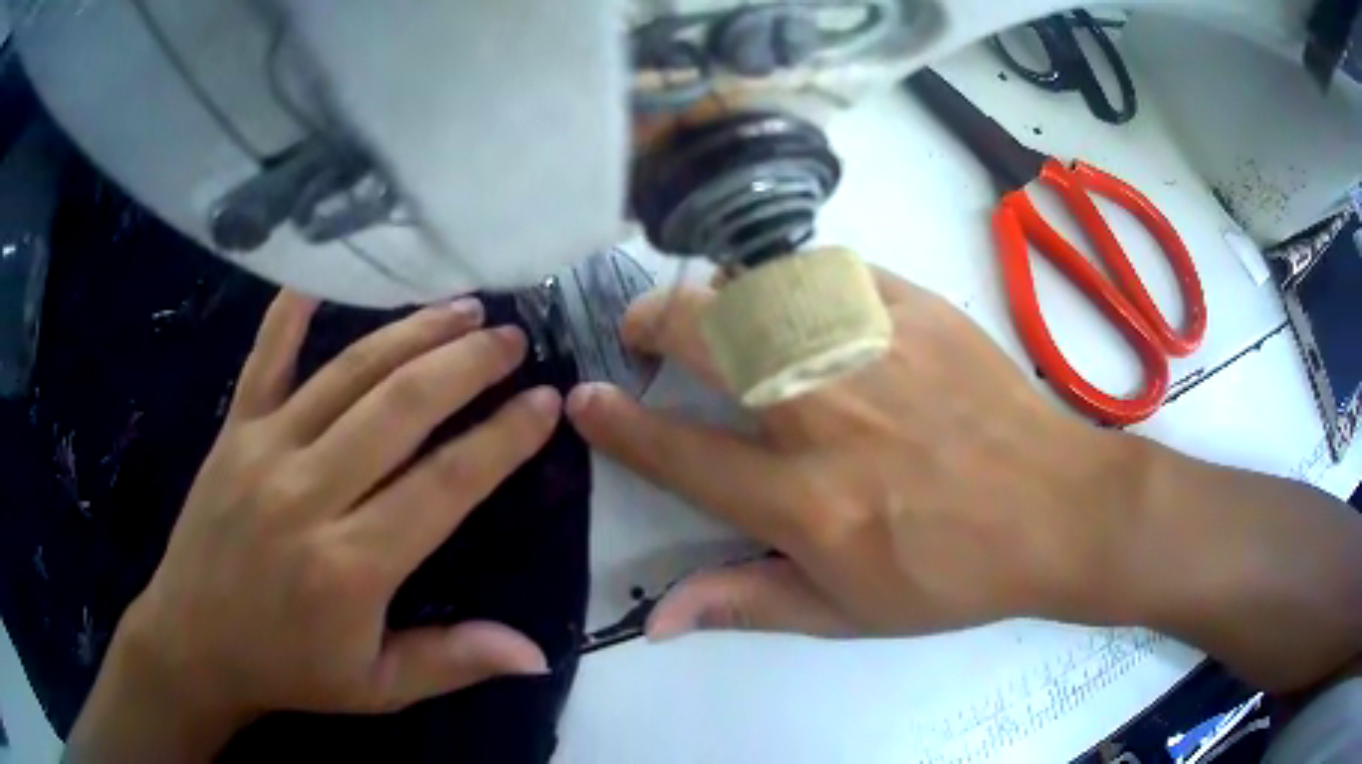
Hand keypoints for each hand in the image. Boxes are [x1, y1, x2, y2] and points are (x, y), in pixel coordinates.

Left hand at [70, 293, 564, 759]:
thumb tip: (538, 653)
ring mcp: (264, 450)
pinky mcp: (232, 431)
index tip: (545, 400)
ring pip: (348, 373)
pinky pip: (265, 356)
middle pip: (399, 408)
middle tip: (511, 336)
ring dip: (411, 332)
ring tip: (461, 306)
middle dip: (466, 364)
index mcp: (351, 565)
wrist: (191, 642)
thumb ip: (453, 660)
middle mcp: (309, 494)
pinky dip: (293, 309)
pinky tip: (325, 275)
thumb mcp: (377, 687)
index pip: (444, 484)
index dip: (502, 439)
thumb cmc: (287, 670)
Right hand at [568, 270, 1142, 638]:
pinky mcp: (916, 308)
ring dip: (719, 298)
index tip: (583, 398)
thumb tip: (655, 618)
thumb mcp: (847, 614)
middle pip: (704, 337)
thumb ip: (745, 603)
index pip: (677, 451)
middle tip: (642, 335)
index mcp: (804, 499)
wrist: (1054, 509)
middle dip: (649, 324)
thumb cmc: (953, 573)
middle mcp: (825, 411)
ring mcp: (874, 346)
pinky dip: (794, 282)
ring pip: (759, 286)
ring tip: (720, 319)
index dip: (616, 423)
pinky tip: (801, 305)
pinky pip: (828, 270)